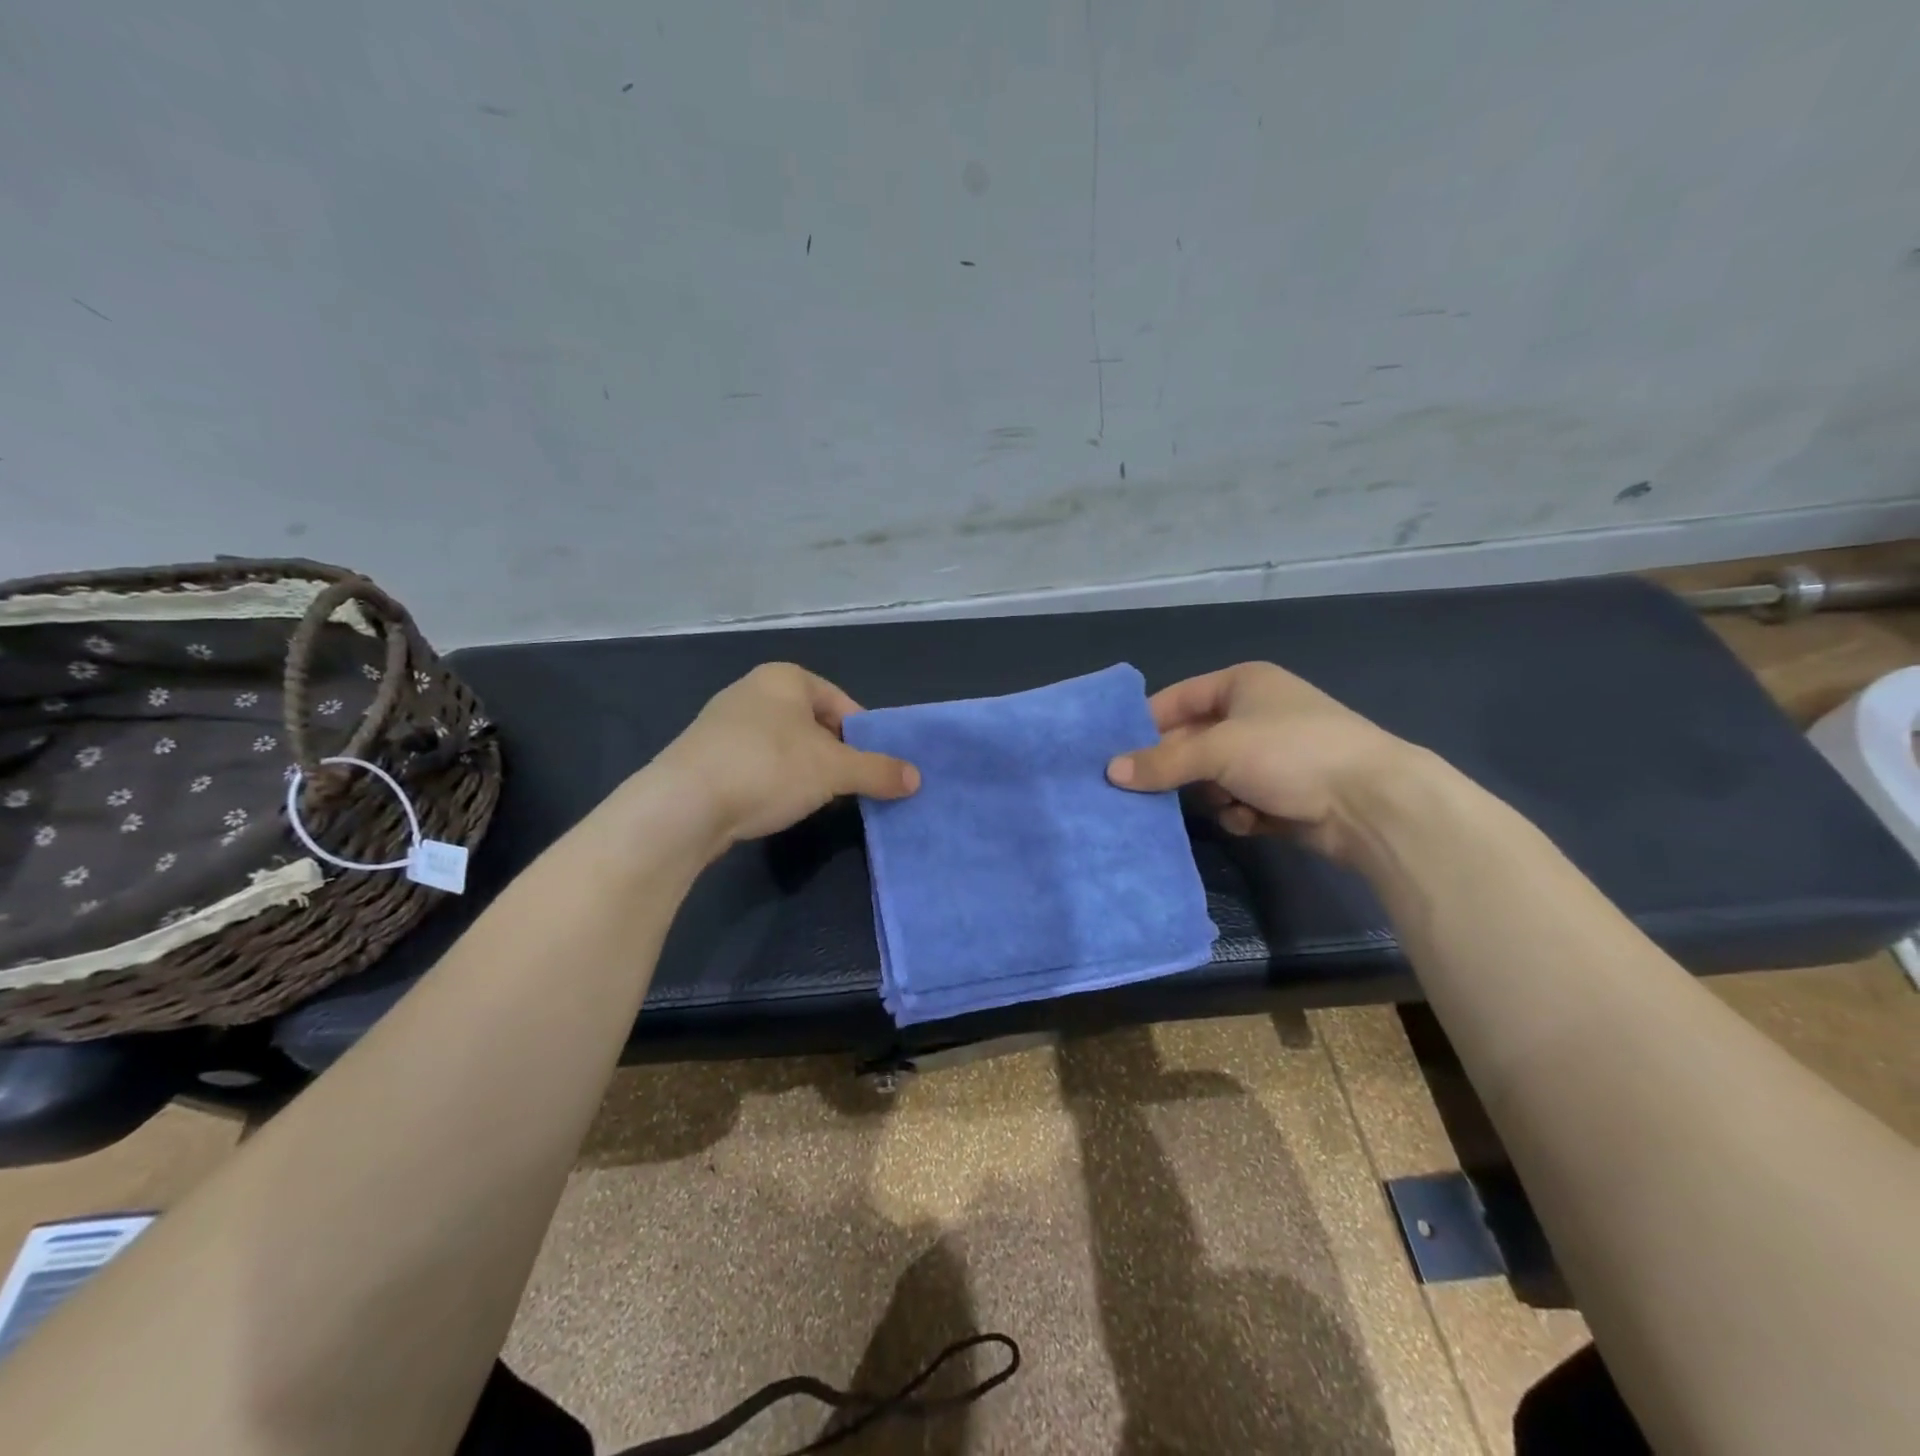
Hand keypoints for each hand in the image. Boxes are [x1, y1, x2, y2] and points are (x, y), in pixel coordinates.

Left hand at [650, 663, 918, 851]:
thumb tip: (917, 779)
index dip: (864, 736)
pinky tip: (775, 806)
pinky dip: (772, 782)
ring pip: (784, 746)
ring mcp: (723, 723)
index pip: (841, 703)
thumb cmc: (768, 768)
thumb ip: (878, 770)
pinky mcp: (705, 756)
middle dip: (835, 755)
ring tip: (815, 800)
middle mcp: (752, 691)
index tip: (874, 768)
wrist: (682, 805)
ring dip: (804, 771)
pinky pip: (755, 764)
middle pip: (813, 724)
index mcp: (785, 678)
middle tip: (849, 787)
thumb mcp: (834, 770)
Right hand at [1106, 662, 1417, 861]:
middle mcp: (1254, 715)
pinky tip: (1251, 820)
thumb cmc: (1290, 754)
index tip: (1114, 756)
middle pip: (1193, 743)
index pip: (1175, 700)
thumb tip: (1110, 772)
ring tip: (1224, 805)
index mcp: (1241, 684)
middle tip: (1144, 793)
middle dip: (1177, 769)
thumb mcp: (1217, 751)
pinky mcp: (1284, 793)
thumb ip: (1161, 762)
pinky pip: (1239, 802)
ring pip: (1213, 778)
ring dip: (1213, 795)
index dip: (1144, 726)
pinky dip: (1239, 813)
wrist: (1372, 803)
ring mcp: (1271, 756)